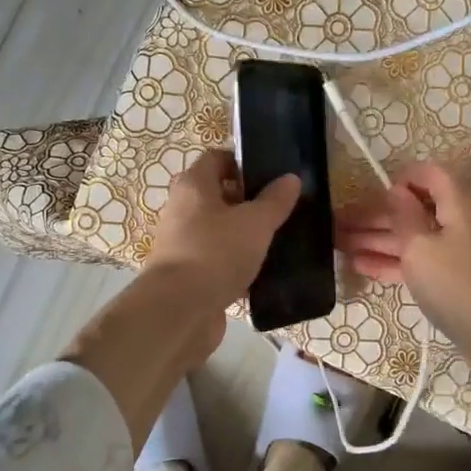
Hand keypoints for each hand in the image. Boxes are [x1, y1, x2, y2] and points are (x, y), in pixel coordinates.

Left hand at [65, 151, 299, 447]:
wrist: (179, 311)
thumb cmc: (216, 253)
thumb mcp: (255, 223)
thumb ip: (275, 200)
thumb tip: (291, 178)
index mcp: (194, 185)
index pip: (217, 159)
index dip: (244, 162)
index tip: (273, 175)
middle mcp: (183, 209)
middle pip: (219, 195)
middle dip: (250, 201)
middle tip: (283, 208)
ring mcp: (184, 243)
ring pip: (220, 230)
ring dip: (245, 234)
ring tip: (280, 239)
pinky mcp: (189, 274)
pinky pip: (218, 259)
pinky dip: (238, 263)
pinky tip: (265, 271)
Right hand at [341, 162, 470, 470]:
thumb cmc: (458, 287)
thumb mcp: (421, 248)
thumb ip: (405, 216)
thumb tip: (397, 190)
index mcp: (457, 204)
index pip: (431, 174)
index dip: (402, 177)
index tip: (371, 191)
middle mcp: (458, 223)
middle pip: (414, 208)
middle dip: (376, 214)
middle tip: (336, 223)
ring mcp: (456, 254)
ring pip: (412, 238)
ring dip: (376, 239)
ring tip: (338, 244)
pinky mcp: (452, 281)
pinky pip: (417, 262)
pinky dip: (390, 262)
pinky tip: (360, 266)